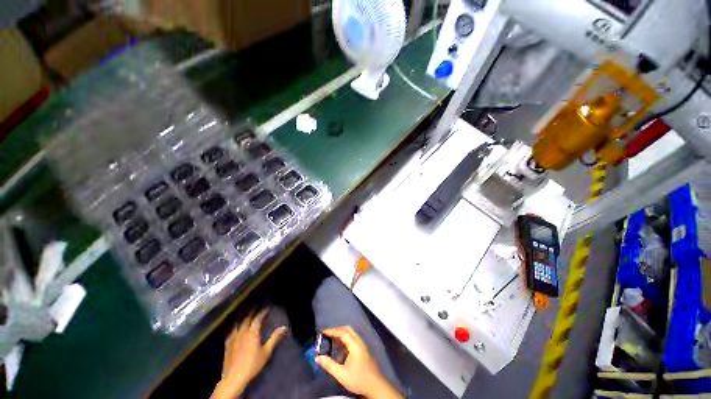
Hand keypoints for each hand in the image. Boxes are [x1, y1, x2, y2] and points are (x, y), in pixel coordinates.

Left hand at [211, 310, 286, 398]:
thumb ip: (274, 338)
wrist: (234, 378)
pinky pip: (231, 332)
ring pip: (238, 324)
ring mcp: (233, 338)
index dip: (262, 312)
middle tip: (256, 309)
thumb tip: (284, 327)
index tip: (267, 308)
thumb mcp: (266, 352)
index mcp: (252, 333)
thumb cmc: (252, 364)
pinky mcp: (227, 345)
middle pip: (247, 319)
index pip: (257, 318)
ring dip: (243, 318)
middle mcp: (242, 332)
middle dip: (252, 313)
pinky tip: (235, 328)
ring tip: (246, 315)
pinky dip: (234, 327)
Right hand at [315, 326, 403, 398]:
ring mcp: (362, 345)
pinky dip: (345, 339)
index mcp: (355, 345)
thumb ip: (329, 365)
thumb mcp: (341, 374)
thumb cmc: (358, 379)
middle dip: (337, 330)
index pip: (342, 332)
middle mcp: (359, 341)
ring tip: (332, 340)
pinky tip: (340, 348)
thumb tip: (318, 358)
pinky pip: (353, 338)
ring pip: (351, 333)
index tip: (323, 332)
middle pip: (347, 329)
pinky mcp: (363, 349)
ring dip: (341, 334)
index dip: (332, 331)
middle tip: (327, 335)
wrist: (375, 386)